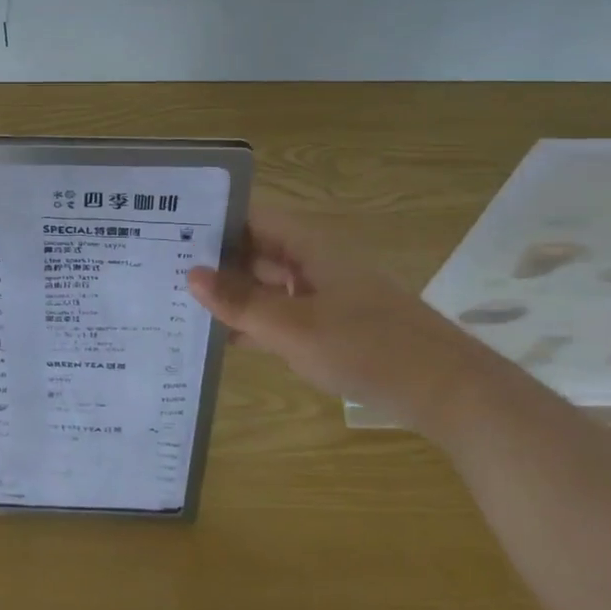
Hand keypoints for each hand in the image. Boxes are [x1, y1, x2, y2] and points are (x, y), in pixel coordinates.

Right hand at [188, 206, 496, 437]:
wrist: (448, 392)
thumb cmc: (368, 348)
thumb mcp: (294, 328)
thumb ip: (241, 302)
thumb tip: (191, 275)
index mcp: (309, 245)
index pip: (250, 217)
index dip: (211, 220)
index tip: (167, 231)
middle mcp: (315, 261)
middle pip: (256, 249)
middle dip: (214, 260)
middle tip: (162, 270)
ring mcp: (325, 293)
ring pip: (267, 283)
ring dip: (232, 294)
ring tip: (181, 303)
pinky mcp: (333, 324)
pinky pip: (283, 312)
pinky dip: (256, 321)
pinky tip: (223, 339)